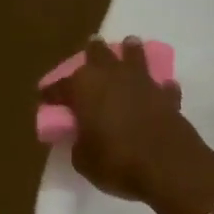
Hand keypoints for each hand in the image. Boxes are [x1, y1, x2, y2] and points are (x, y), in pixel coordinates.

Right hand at [41, 39, 213, 213]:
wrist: (168, 167)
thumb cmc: (117, 162)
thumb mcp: (84, 160)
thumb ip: (79, 143)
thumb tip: (83, 137)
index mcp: (84, 87)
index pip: (60, 87)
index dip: (51, 93)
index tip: (44, 96)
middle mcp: (112, 76)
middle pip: (98, 55)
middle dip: (92, 52)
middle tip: (91, 48)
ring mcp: (143, 82)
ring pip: (134, 56)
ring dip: (130, 52)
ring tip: (129, 46)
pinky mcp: (168, 97)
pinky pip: (161, 85)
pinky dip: (159, 87)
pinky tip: (161, 88)